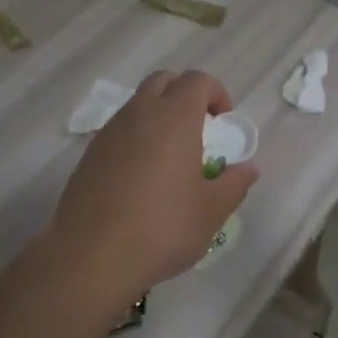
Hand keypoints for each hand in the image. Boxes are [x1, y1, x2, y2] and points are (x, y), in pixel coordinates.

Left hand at [44, 70, 259, 308]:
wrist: (91, 257)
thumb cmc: (162, 229)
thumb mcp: (211, 211)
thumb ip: (234, 184)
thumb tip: (248, 168)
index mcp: (175, 119)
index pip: (197, 81)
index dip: (216, 93)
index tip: (224, 122)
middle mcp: (139, 114)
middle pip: (163, 81)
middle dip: (185, 95)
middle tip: (199, 129)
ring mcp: (109, 133)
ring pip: (137, 104)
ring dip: (158, 116)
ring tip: (171, 157)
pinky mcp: (89, 155)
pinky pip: (119, 130)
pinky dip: (136, 138)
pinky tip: (142, 177)